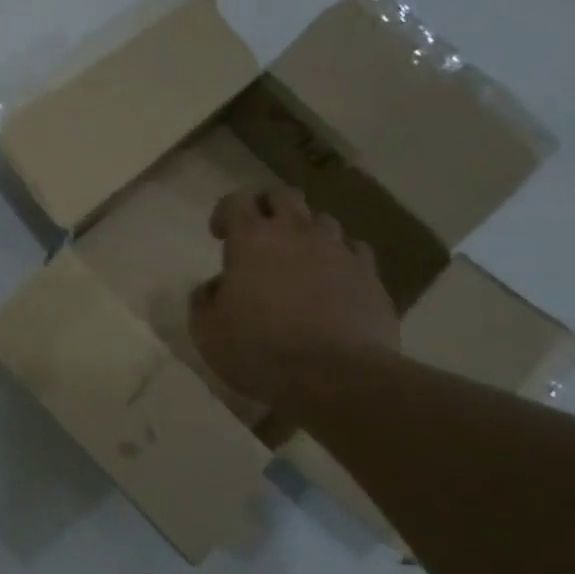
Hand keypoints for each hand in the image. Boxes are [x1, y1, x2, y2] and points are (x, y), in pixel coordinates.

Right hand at [189, 180, 399, 412]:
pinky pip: (354, 251)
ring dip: (306, 232)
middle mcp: (297, 233)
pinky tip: (333, 281)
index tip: (220, 236)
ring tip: (298, 260)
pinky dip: (340, 258)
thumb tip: (215, 287)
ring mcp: (339, 251)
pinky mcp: (370, 275)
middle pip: (284, 196)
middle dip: (268, 209)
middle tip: (259, 238)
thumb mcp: (207, 332)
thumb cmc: (259, 350)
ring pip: (323, 220)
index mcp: (252, 239)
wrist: (334, 376)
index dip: (225, 213)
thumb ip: (204, 300)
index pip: (236, 200)